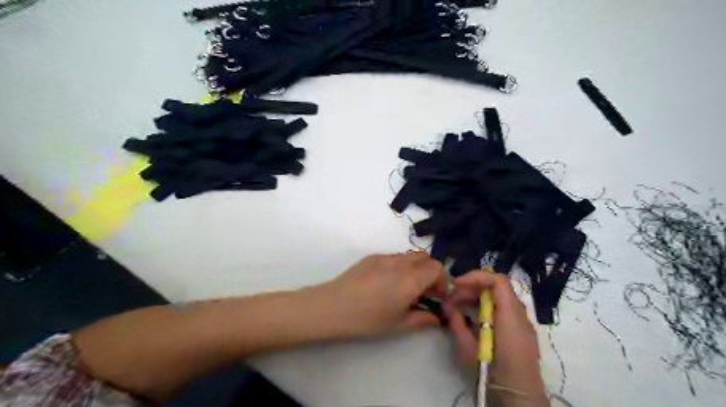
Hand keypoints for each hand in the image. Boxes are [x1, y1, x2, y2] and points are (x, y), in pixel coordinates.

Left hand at [319, 253, 448, 337]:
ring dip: (415, 269)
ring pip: (409, 256)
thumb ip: (422, 319)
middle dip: (430, 272)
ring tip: (405, 288)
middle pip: (425, 257)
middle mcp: (400, 263)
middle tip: (423, 292)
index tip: (435, 297)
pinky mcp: (372, 256)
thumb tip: (436, 317)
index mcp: (410, 279)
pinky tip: (387, 283)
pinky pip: (394, 257)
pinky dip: (400, 266)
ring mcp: (384, 257)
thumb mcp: (398, 324)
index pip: (437, 267)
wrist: (332, 306)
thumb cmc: (366, 319)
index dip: (442, 281)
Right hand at [440, 271, 547, 396]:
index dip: (475, 276)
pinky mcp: (518, 332)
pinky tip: (469, 319)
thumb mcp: (468, 349)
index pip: (497, 281)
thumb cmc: (493, 373)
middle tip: (451, 298)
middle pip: (495, 288)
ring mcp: (520, 323)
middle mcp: (519, 314)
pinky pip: (500, 310)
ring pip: (497, 299)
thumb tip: (447, 306)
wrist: (518, 398)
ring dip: (475, 298)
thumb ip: (457, 324)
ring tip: (456, 307)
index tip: (455, 284)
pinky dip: (484, 309)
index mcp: (510, 315)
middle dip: (470, 288)